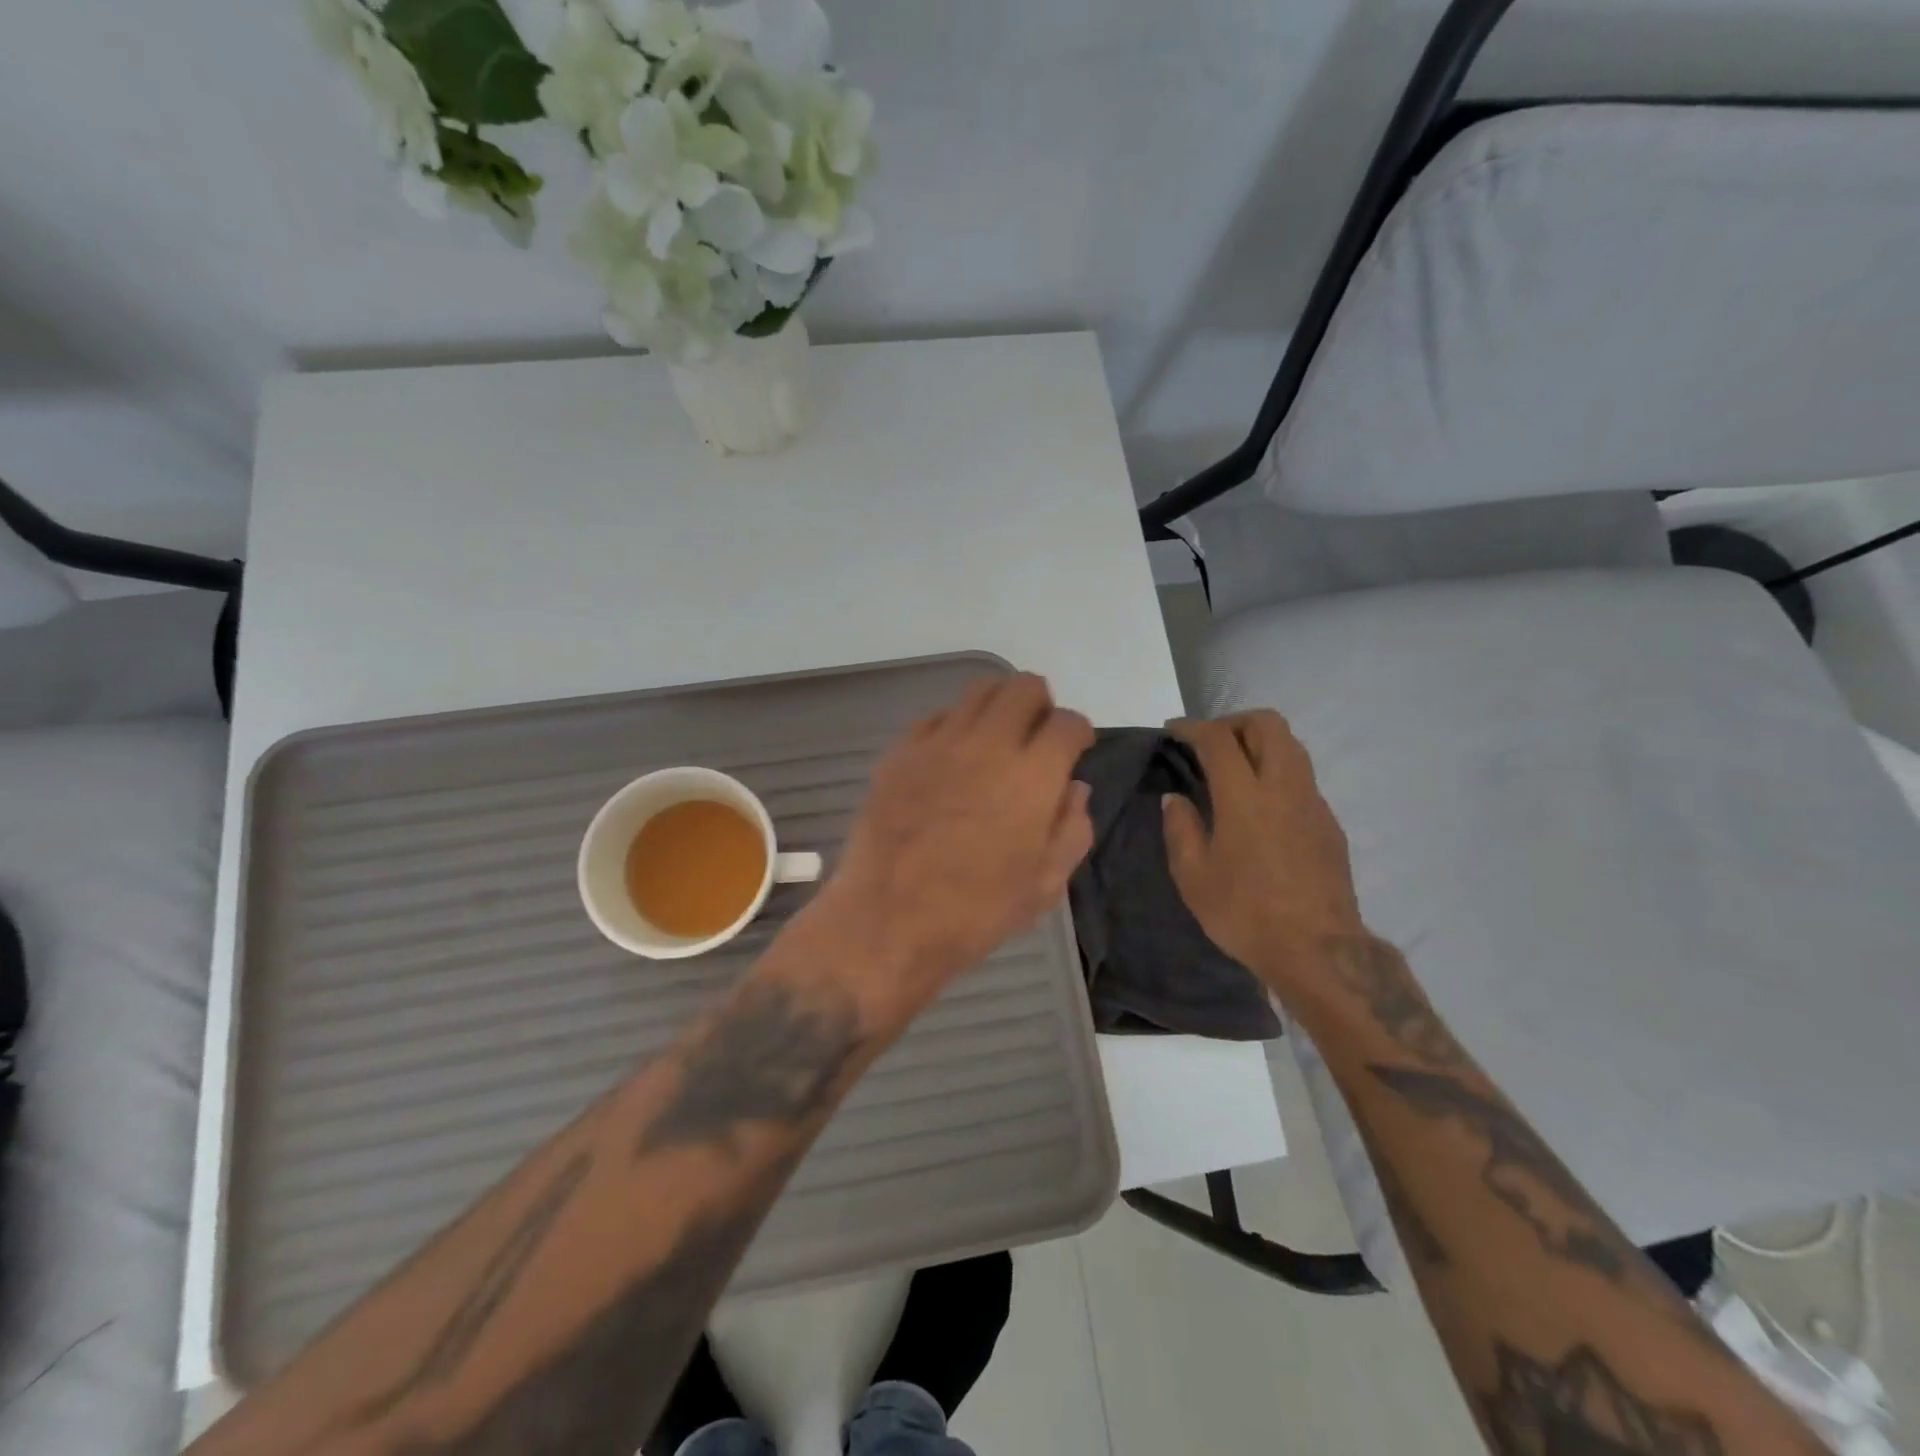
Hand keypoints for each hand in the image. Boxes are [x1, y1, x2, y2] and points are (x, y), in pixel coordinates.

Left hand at [813, 673, 1094, 1028]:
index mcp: (1032, 777)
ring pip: (979, 690)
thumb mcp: (1044, 885)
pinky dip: (955, 726)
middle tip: (1036, 736)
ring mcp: (938, 743)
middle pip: (1024, 687)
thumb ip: (1072, 829)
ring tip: (996, 738)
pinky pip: (936, 717)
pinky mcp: (900, 752)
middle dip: (1041, 705)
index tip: (1075, 749)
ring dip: (999, 706)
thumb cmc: (976, 912)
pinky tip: (952, 758)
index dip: (1078, 732)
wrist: (888, 921)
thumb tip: (1074, 787)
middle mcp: (988, 745)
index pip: (1068, 723)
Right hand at [1161, 712, 1365, 996]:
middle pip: (1268, 724)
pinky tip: (1260, 806)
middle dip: (1234, 722)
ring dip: (1260, 743)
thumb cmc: (1245, 913)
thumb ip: (1181, 829)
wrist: (1318, 951)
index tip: (1174, 731)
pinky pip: (1302, 778)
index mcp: (1245, 797)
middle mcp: (1284, 787)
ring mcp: (1313, 803)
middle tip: (1209, 743)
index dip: (1193, 727)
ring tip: (1234, 768)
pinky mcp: (1330, 823)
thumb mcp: (1193, 877)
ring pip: (1292, 746)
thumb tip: (1176, 799)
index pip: (1219, 739)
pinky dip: (1277, 772)